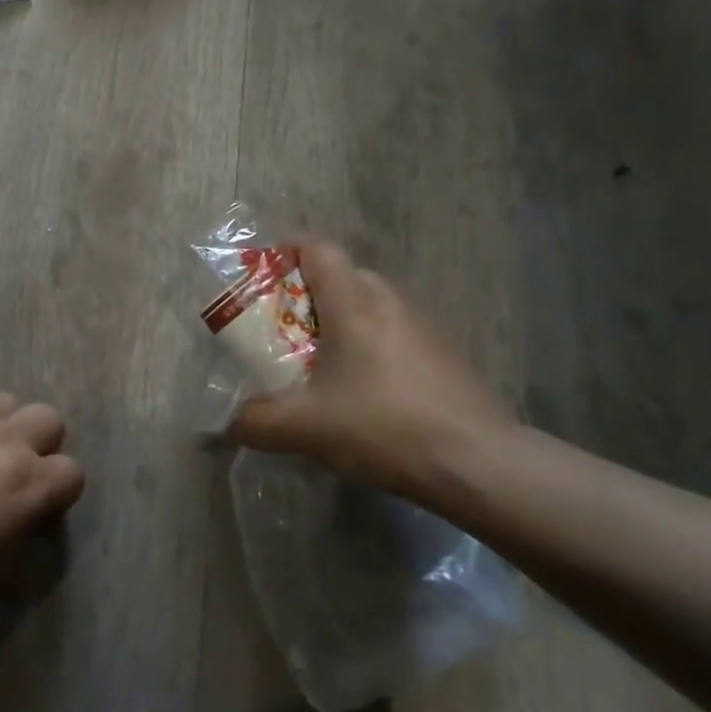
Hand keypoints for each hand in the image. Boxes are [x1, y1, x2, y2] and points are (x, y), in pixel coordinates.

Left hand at [0, 394, 84, 607]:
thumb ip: (24, 555)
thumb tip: (29, 542)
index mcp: (30, 482)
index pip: (73, 473)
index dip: (61, 494)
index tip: (40, 513)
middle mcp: (7, 441)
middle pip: (50, 420)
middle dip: (43, 445)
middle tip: (17, 475)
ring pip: (9, 402)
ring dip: (7, 425)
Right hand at [231, 238, 511, 498]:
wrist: (478, 463)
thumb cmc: (383, 427)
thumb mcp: (304, 428)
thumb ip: (256, 421)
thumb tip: (232, 421)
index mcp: (354, 304)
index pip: (318, 248)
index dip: (286, 252)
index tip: (263, 280)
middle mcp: (390, 302)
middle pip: (342, 277)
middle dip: (306, 298)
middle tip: (281, 333)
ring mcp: (423, 327)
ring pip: (370, 307)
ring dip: (339, 325)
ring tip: (318, 367)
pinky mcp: (443, 355)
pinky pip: (393, 333)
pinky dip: (368, 348)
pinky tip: (362, 393)